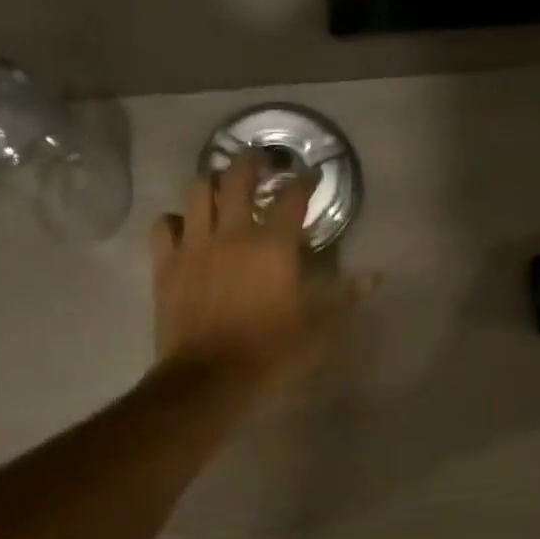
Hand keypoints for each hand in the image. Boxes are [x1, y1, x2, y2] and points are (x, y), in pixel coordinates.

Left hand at [150, 152, 370, 392]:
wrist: (209, 378)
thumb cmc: (270, 354)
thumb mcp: (317, 331)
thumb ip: (343, 299)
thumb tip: (375, 277)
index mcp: (273, 247)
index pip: (291, 197)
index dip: (304, 181)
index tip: (310, 175)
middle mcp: (233, 233)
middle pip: (238, 178)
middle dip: (251, 162)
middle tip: (260, 161)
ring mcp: (195, 245)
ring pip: (197, 191)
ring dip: (211, 182)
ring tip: (220, 186)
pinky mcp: (166, 264)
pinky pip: (164, 225)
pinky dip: (175, 219)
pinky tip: (184, 226)